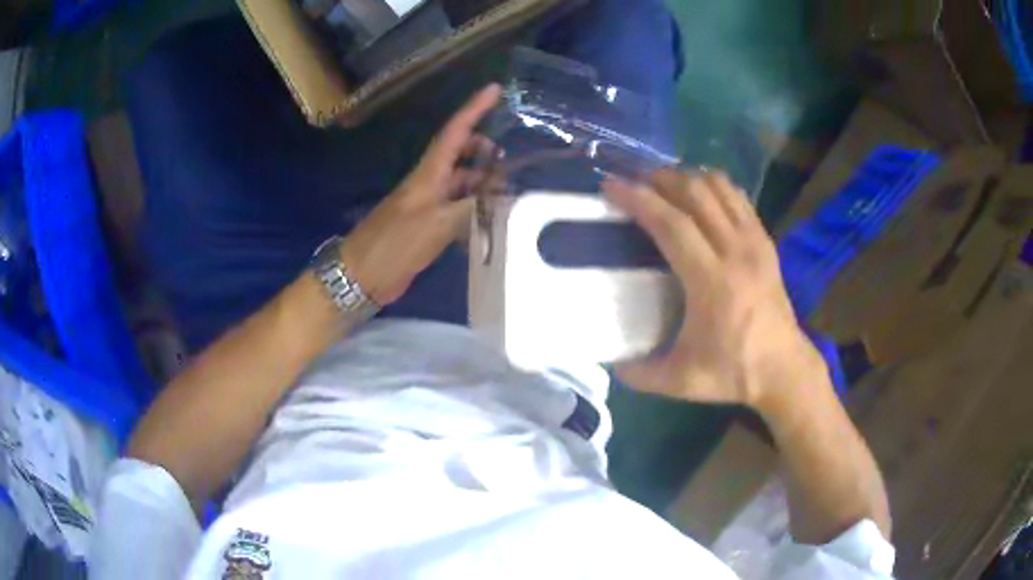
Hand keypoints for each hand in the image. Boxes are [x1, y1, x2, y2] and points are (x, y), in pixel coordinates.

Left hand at [339, 84, 501, 305]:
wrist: (363, 275)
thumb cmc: (393, 244)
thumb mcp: (435, 224)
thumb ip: (471, 209)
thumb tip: (504, 198)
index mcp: (428, 174)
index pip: (455, 132)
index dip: (474, 109)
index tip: (494, 89)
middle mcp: (430, 184)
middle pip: (460, 155)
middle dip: (484, 152)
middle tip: (508, 163)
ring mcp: (429, 206)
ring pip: (462, 184)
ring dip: (483, 185)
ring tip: (507, 196)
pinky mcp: (429, 227)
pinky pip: (458, 209)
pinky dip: (475, 210)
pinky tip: (490, 222)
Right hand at [603, 169, 821, 410]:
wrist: (784, 369)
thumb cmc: (733, 373)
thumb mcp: (680, 382)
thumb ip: (639, 373)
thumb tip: (609, 360)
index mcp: (712, 283)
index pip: (672, 225)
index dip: (639, 200)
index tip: (611, 186)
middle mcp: (735, 252)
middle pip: (695, 193)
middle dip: (660, 179)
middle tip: (635, 182)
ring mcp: (755, 243)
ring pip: (719, 188)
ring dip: (688, 178)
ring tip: (664, 184)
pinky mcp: (765, 242)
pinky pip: (738, 198)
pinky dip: (715, 185)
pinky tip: (700, 192)